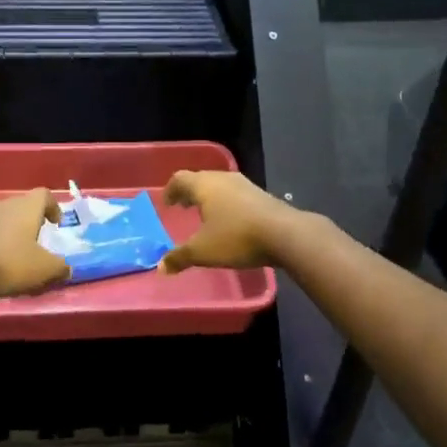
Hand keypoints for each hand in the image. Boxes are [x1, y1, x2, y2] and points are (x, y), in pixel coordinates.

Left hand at [0, 188, 70, 299]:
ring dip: (14, 233)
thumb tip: (67, 268)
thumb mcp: (43, 270)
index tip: (57, 224)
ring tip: (20, 255)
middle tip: (40, 241)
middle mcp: (6, 205)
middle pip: (24, 206)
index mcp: (27, 207)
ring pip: (6, 219)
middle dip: (34, 221)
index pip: (44, 195)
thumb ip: (60, 268)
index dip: (53, 207)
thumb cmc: (8, 263)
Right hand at [159, 170, 303, 273]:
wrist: (285, 234)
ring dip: (209, 197)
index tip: (167, 203)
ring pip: (220, 186)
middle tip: (183, 207)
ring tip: (205, 214)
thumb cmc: (236, 237)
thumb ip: (180, 257)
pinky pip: (236, 194)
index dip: (171, 190)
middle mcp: (223, 178)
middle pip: (200, 179)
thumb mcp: (203, 251)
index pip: (180, 179)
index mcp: (204, 185)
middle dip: (190, 193)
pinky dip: (227, 203)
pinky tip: (231, 220)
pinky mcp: (261, 195)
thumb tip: (160, 267)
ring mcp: (245, 185)